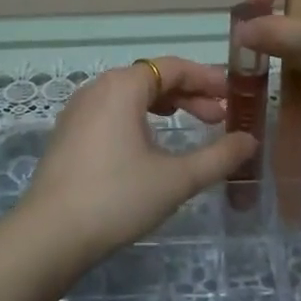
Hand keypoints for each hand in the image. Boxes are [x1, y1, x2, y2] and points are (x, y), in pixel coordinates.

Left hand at [11, 59, 256, 273]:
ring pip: (130, 95)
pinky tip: (150, 142)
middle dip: (189, 94)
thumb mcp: (176, 179)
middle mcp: (98, 87)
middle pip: (152, 78)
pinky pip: (112, 110)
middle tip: (219, 117)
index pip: (173, 67)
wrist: (50, 234)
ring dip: (164, 105)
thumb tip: (250, 140)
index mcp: (123, 86)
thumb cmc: (118, 197)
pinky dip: (139, 117)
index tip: (233, 95)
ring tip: (190, 123)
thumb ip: (218, 157)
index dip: (207, 78)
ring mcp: (78, 109)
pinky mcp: (68, 133)